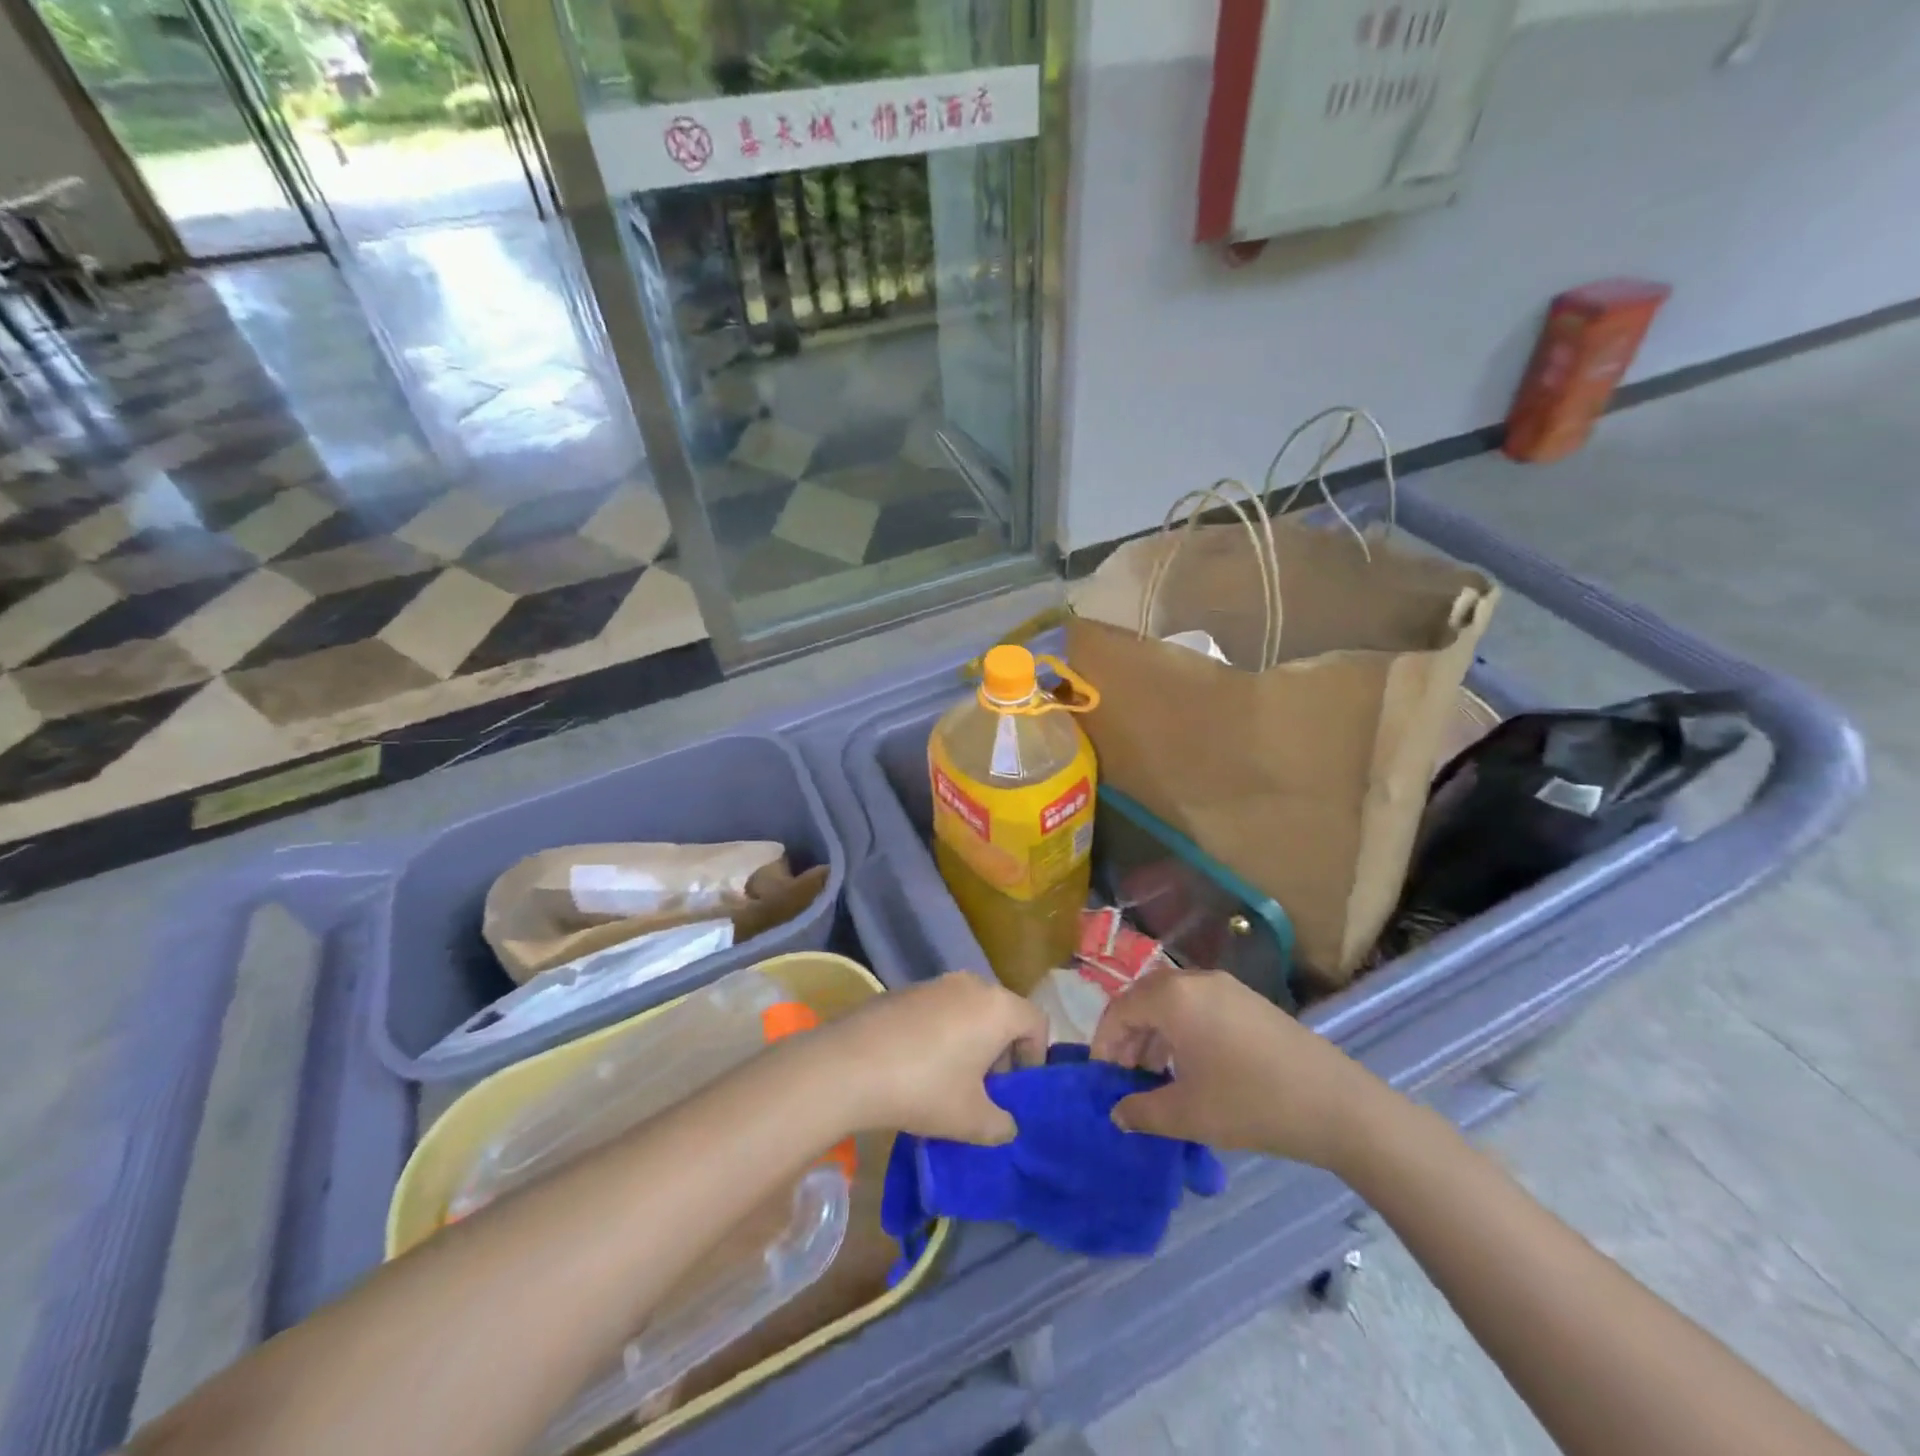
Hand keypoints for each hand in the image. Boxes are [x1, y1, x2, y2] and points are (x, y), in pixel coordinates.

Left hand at [825, 972, 1048, 1144]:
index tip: (1017, 1089)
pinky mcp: (905, 989)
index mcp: (997, 1007)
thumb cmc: (925, 1088)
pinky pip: (939, 1009)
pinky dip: (941, 1032)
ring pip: (969, 1009)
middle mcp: (971, 984)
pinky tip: (919, 1066)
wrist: (850, 1064)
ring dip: (970, 1041)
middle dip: (1001, 1050)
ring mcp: (935, 982)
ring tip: (951, 1080)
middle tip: (987, 1089)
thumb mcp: (971, 1120)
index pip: (1036, 1022)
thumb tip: (1006, 1125)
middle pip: (1002, 1012)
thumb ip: (1000, 1124)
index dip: (1035, 1056)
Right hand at [1091, 969, 1385, 1168]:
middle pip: (1143, 1000)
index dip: (1103, 1044)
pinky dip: (1181, 1031)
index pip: (1119, 1010)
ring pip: (1171, 1003)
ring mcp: (1226, 987)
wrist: (1336, 1104)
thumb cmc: (1250, 1103)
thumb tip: (1117, 1113)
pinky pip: (1198, 1006)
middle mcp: (1195, 980)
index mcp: (1173, 997)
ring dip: (1154, 1035)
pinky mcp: (1248, 1001)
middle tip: (1125, 1078)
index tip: (1102, 1079)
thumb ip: (1141, 1111)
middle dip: (1127, 1037)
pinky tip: (1191, 1068)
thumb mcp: (1187, 1114)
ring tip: (1155, 1077)